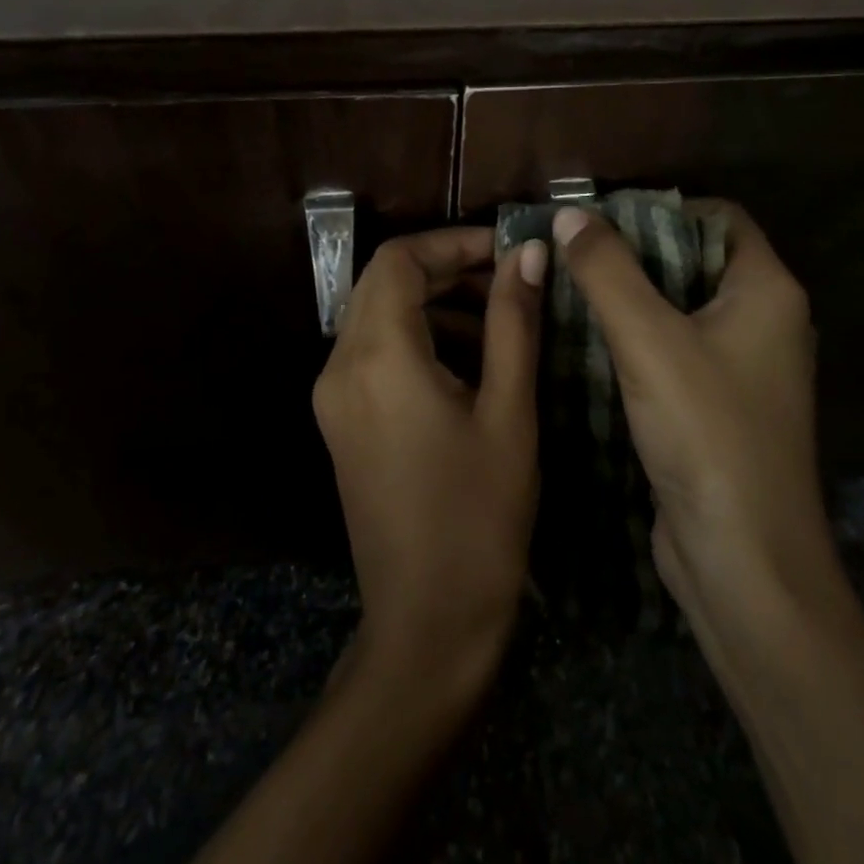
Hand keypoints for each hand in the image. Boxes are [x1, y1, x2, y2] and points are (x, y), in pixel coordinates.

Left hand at [313, 227, 548, 694]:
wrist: (428, 622)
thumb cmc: (479, 516)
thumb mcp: (508, 410)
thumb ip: (514, 322)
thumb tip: (530, 254)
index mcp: (378, 357)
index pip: (399, 259)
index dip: (453, 241)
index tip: (508, 251)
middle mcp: (340, 367)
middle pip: (384, 282)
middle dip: (447, 268)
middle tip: (510, 280)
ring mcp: (334, 397)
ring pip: (378, 315)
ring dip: (434, 302)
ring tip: (499, 318)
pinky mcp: (341, 422)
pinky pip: (375, 353)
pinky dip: (418, 338)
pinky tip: (469, 361)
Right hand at [551, 202, 841, 624]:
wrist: (742, 559)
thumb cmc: (707, 433)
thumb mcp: (649, 341)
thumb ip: (607, 272)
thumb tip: (568, 214)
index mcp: (768, 291)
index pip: (720, 217)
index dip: (663, 207)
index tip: (602, 214)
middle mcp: (765, 321)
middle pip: (696, 259)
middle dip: (636, 250)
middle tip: (572, 247)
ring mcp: (743, 366)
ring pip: (681, 307)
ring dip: (631, 295)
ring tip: (568, 283)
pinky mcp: (718, 404)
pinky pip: (675, 349)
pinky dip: (637, 336)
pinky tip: (587, 337)